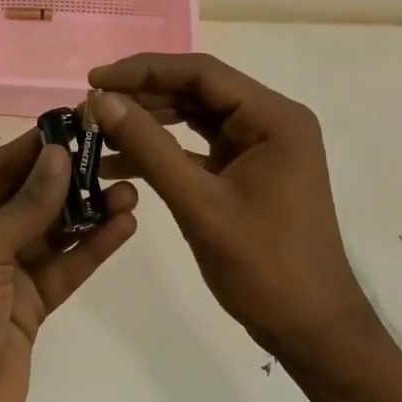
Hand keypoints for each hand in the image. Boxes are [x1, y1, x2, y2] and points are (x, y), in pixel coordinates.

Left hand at [0, 131, 137, 401]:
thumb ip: (26, 204)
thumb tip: (59, 153)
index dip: (35, 146)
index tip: (76, 122)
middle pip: (27, 198)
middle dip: (68, 178)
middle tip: (114, 153)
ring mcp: (3, 277)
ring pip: (51, 233)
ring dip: (87, 211)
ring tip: (130, 188)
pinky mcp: (29, 308)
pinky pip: (64, 268)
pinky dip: (91, 248)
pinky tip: (123, 225)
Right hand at [88, 53, 371, 359]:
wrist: (311, 330)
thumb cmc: (264, 267)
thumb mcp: (199, 203)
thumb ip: (149, 147)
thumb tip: (101, 100)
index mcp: (274, 118)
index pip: (201, 74)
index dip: (144, 71)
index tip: (94, 79)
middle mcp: (270, 122)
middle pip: (197, 92)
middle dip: (142, 97)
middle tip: (90, 107)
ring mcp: (259, 148)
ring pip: (194, 119)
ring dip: (148, 124)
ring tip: (97, 131)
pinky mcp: (247, 173)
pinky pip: (198, 149)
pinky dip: (162, 153)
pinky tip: (118, 163)